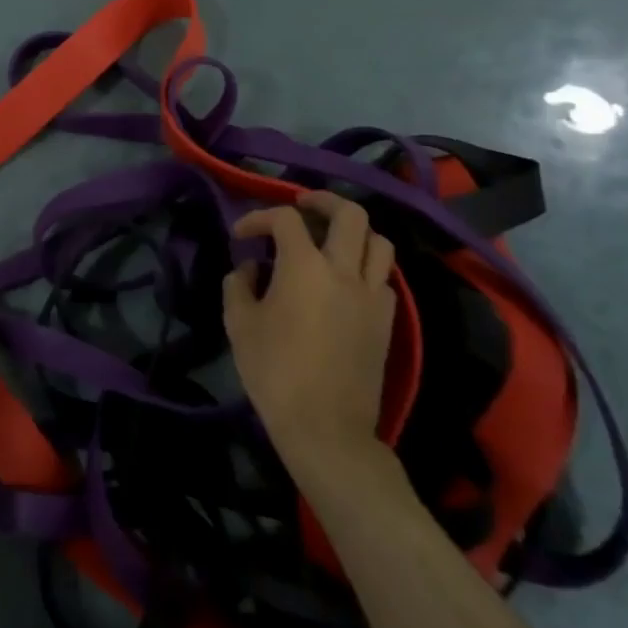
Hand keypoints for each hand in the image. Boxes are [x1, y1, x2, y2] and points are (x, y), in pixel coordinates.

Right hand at [224, 194, 397, 486]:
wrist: (326, 428)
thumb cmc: (275, 372)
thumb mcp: (239, 324)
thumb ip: (239, 285)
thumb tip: (250, 268)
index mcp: (304, 266)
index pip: (285, 218)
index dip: (258, 218)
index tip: (241, 236)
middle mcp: (344, 271)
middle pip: (350, 213)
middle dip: (324, 200)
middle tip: (302, 205)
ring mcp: (373, 295)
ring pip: (379, 241)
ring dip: (353, 231)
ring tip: (330, 239)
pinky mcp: (388, 320)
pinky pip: (384, 277)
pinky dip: (366, 266)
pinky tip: (344, 280)